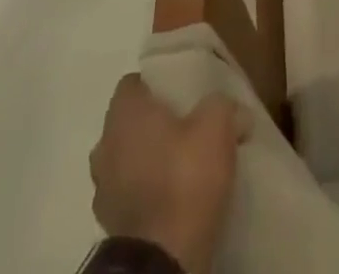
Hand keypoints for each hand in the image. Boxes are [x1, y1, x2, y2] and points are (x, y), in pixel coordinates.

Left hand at [90, 75, 248, 273]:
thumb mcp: (218, 124)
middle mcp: (105, 144)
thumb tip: (235, 111)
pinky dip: (146, 192)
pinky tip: (173, 198)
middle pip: (130, 122)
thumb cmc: (185, 176)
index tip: (182, 94)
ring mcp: (102, 188)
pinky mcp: (109, 225)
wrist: (162, 260)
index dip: (157, 85)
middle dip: (154, 124)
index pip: (134, 83)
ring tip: (182, 167)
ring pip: (127, 160)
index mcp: (125, 113)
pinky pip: (130, 194)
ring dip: (148, 160)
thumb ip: (223, 105)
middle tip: (187, 128)